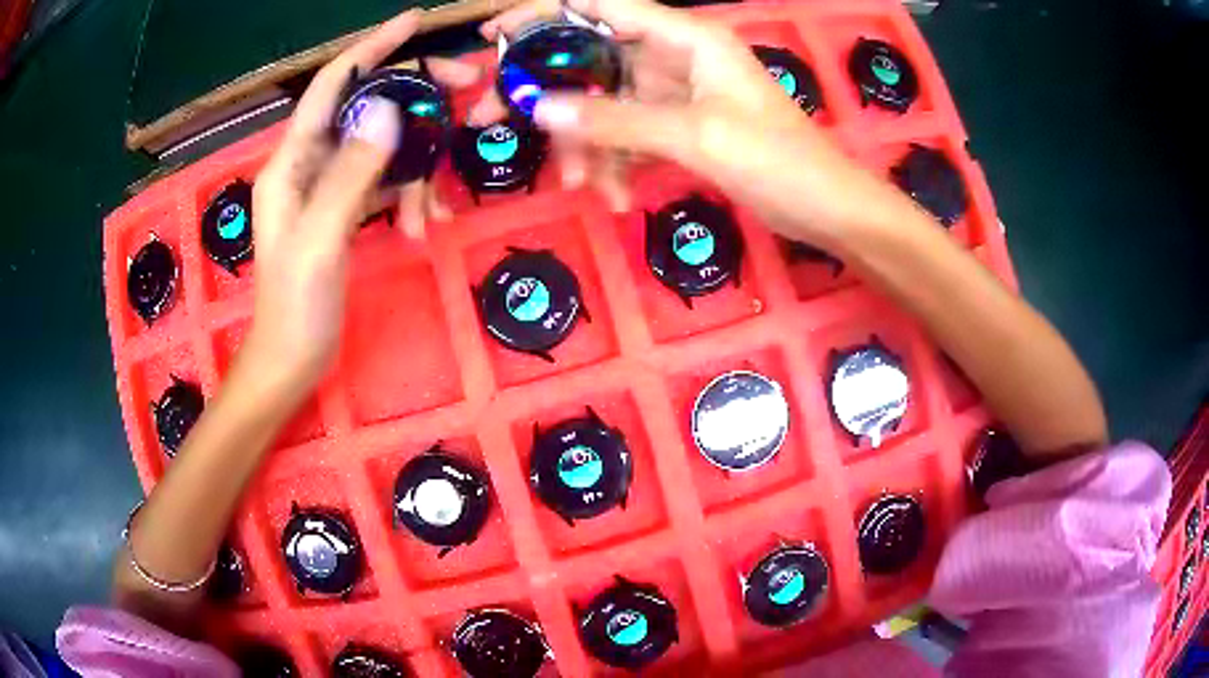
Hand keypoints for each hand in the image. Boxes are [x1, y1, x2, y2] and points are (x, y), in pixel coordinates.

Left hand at [243, 11, 479, 398]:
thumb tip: (389, 109)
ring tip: (431, 207)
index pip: (334, 85)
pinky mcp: (343, 211)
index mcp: (291, 161)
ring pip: (381, 148)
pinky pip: (383, 183)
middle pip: (366, 108)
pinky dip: (407, 195)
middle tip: (465, 90)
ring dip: (414, 165)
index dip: (372, 48)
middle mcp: (308, 163)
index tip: (415, 22)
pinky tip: (420, 224)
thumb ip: (350, 173)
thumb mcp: (321, 238)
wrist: (291, 360)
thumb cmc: (296, 306)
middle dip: (413, 99)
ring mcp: (326, 187)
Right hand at [472, 0, 885, 246]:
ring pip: (608, 104)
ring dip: (587, 143)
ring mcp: (677, 93)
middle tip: (496, 121)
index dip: (543, 14)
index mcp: (686, 37)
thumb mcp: (695, 136)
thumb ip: (616, 120)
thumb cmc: (778, 161)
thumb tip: (539, 108)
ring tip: (581, 186)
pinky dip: (619, 163)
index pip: (600, 6)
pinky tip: (618, 197)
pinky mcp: (681, 127)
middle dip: (550, 94)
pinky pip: (631, 135)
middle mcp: (676, 56)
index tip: (495, 38)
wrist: (828, 209)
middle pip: (593, 60)